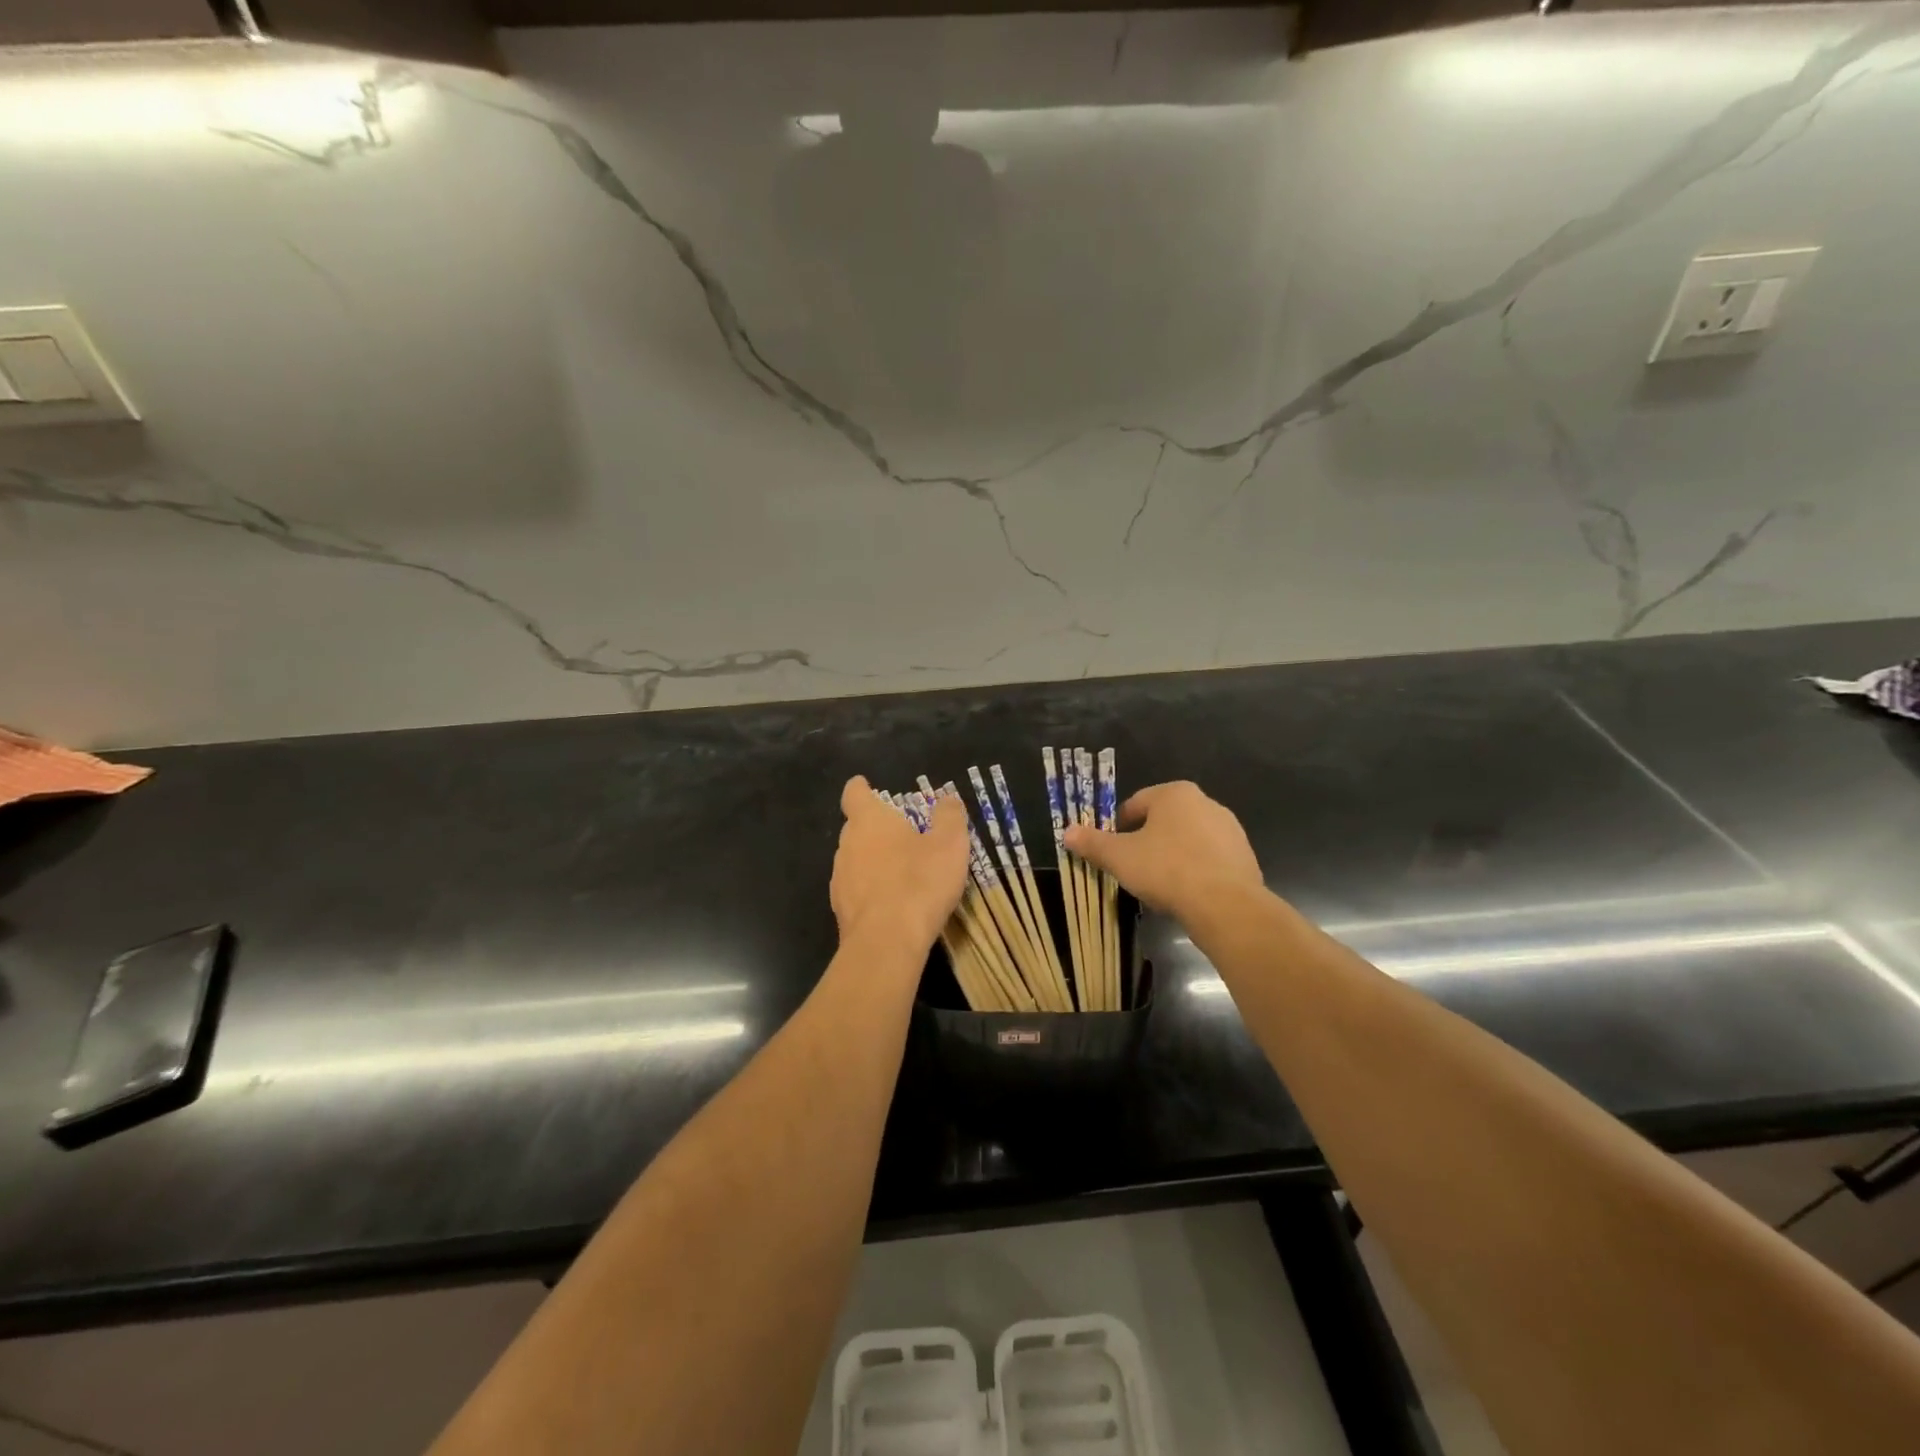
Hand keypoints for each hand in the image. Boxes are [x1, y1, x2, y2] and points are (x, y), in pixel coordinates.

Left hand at [830, 776, 970, 950]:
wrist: (886, 943)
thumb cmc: (919, 882)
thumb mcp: (949, 845)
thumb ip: (949, 816)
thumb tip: (948, 798)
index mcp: (869, 821)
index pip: (855, 794)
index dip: (861, 788)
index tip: (867, 786)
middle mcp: (847, 844)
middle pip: (856, 827)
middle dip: (875, 828)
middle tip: (903, 834)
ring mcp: (840, 879)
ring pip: (855, 860)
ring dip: (873, 861)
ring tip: (901, 872)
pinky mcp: (841, 910)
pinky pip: (856, 890)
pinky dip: (871, 890)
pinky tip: (893, 903)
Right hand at [1063, 780, 1262, 916]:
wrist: (1226, 905)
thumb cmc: (1166, 870)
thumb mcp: (1119, 857)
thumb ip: (1092, 842)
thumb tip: (1066, 831)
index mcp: (1175, 794)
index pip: (1136, 803)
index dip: (1118, 826)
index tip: (1111, 849)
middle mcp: (1206, 803)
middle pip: (1164, 820)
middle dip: (1146, 840)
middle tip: (1132, 867)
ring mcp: (1230, 830)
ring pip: (1188, 840)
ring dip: (1172, 855)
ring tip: (1158, 884)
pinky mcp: (1245, 857)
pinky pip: (1209, 860)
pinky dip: (1195, 871)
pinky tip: (1185, 893)